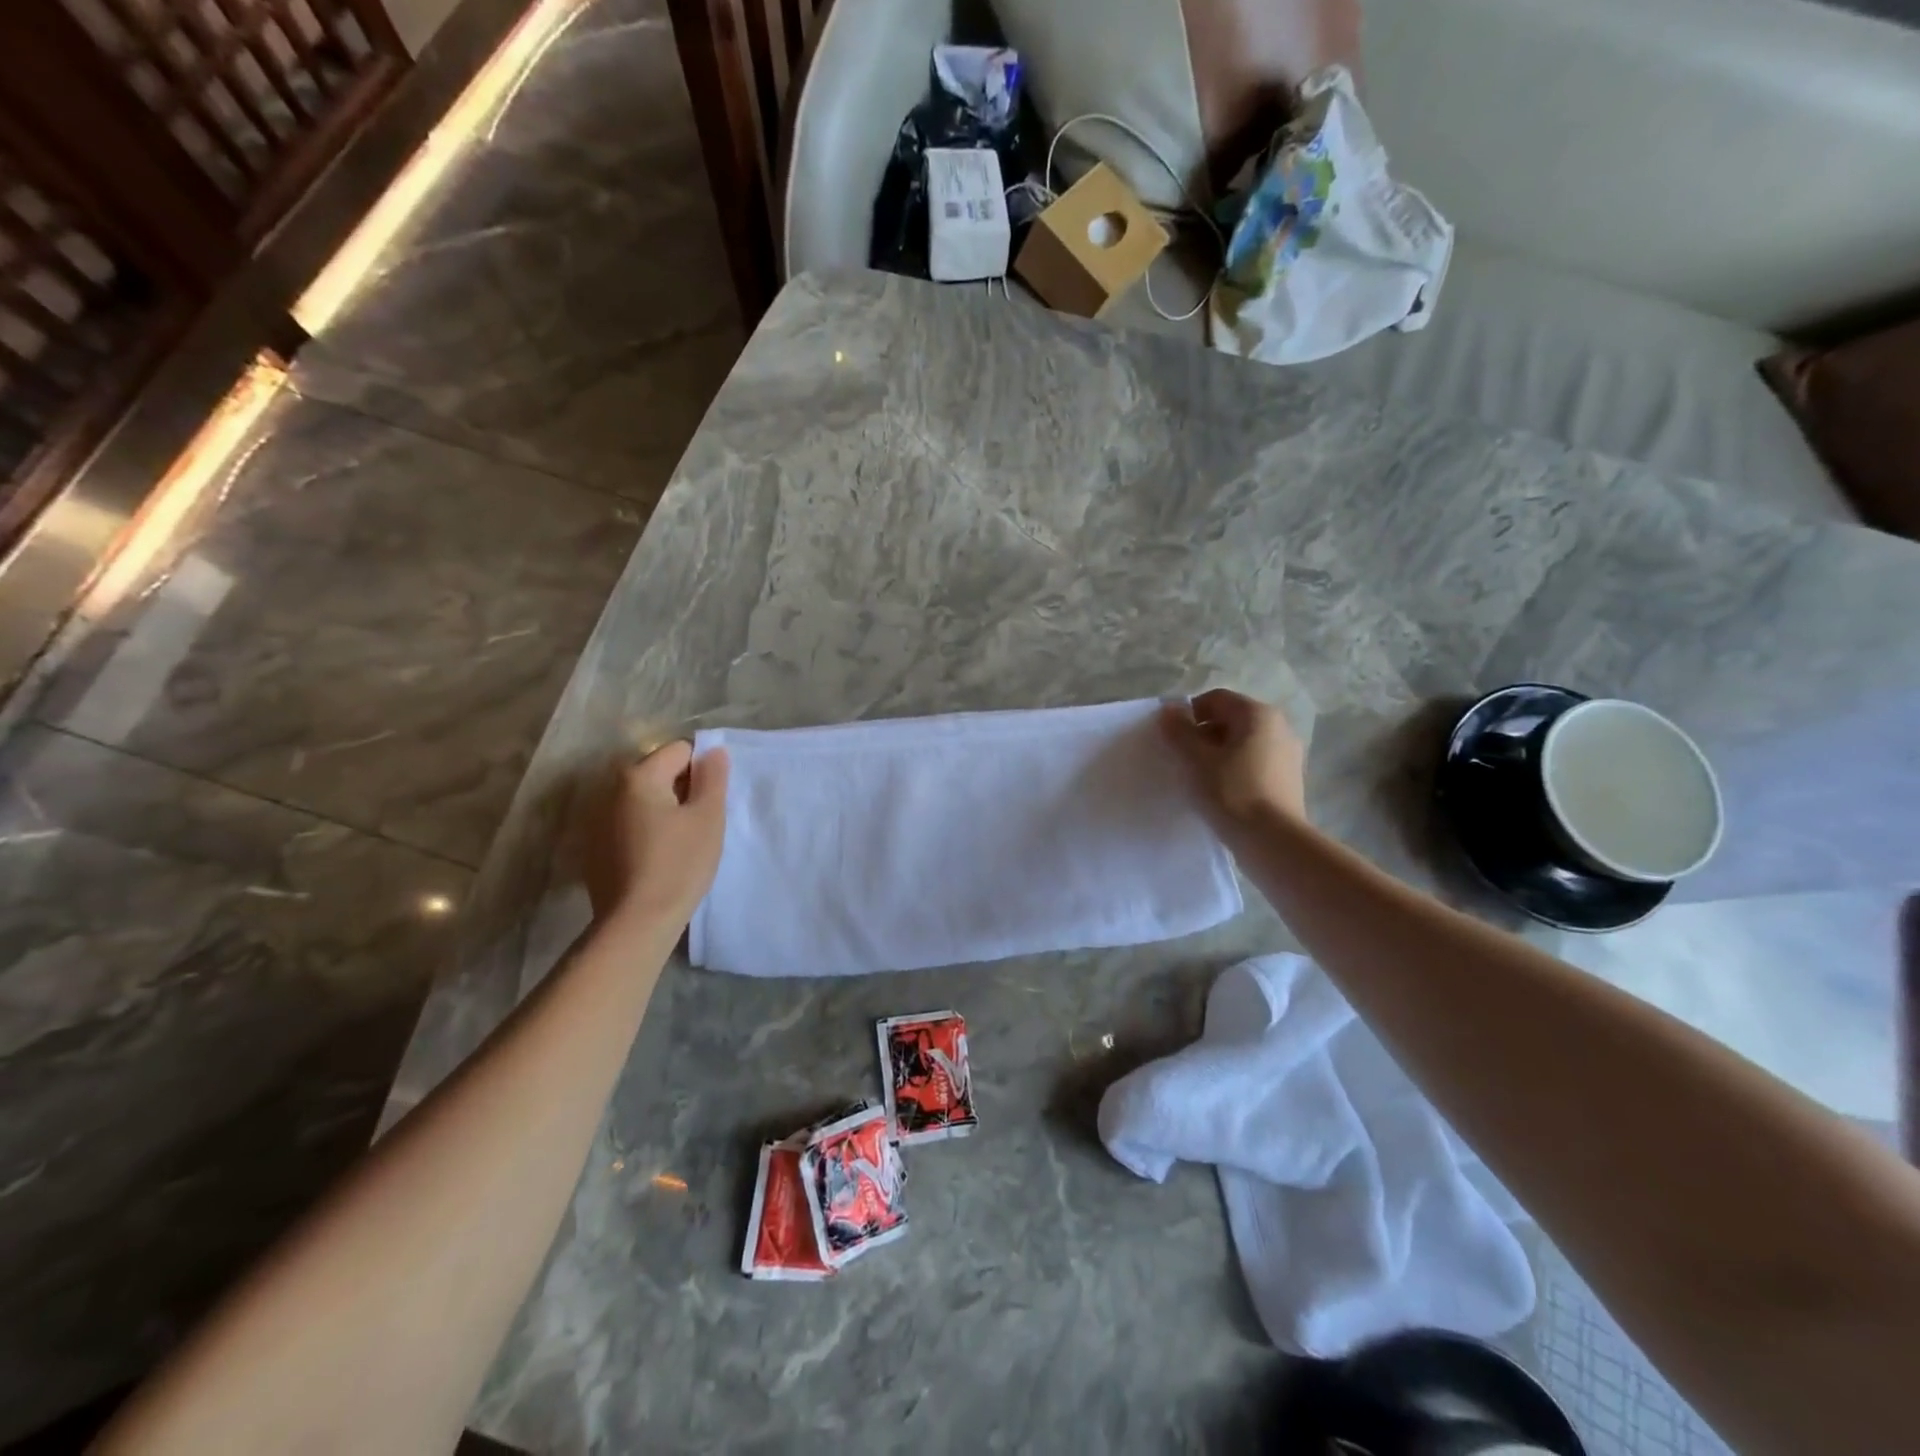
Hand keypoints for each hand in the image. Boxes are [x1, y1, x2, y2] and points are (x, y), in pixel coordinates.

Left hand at [578, 741, 729, 927]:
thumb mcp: (708, 817)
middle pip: (659, 773)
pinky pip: (629, 825)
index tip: (711, 802)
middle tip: (701, 823)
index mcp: (639, 777)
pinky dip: (647, 832)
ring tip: (681, 843)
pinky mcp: (595, 848)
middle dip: (683, 790)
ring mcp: (598, 820)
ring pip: (644, 801)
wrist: (637, 922)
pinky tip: (658, 860)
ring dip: (664, 811)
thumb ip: (713, 778)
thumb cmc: (680, 863)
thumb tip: (713, 751)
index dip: (703, 771)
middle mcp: (611, 790)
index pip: (680, 750)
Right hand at [1160, 689, 1306, 823]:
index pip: (1216, 699)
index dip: (1189, 714)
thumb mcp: (1196, 759)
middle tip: (1182, 758)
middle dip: (1202, 734)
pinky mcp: (1288, 780)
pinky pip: (1254, 763)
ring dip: (1217, 753)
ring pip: (1242, 743)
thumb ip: (1179, 731)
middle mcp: (1279, 727)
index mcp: (1258, 714)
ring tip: (1199, 778)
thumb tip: (1169, 711)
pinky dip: (1234, 770)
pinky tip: (1220, 792)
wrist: (1272, 840)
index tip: (1172, 738)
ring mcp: (1288, 754)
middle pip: (1231, 719)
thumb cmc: (1231, 791)